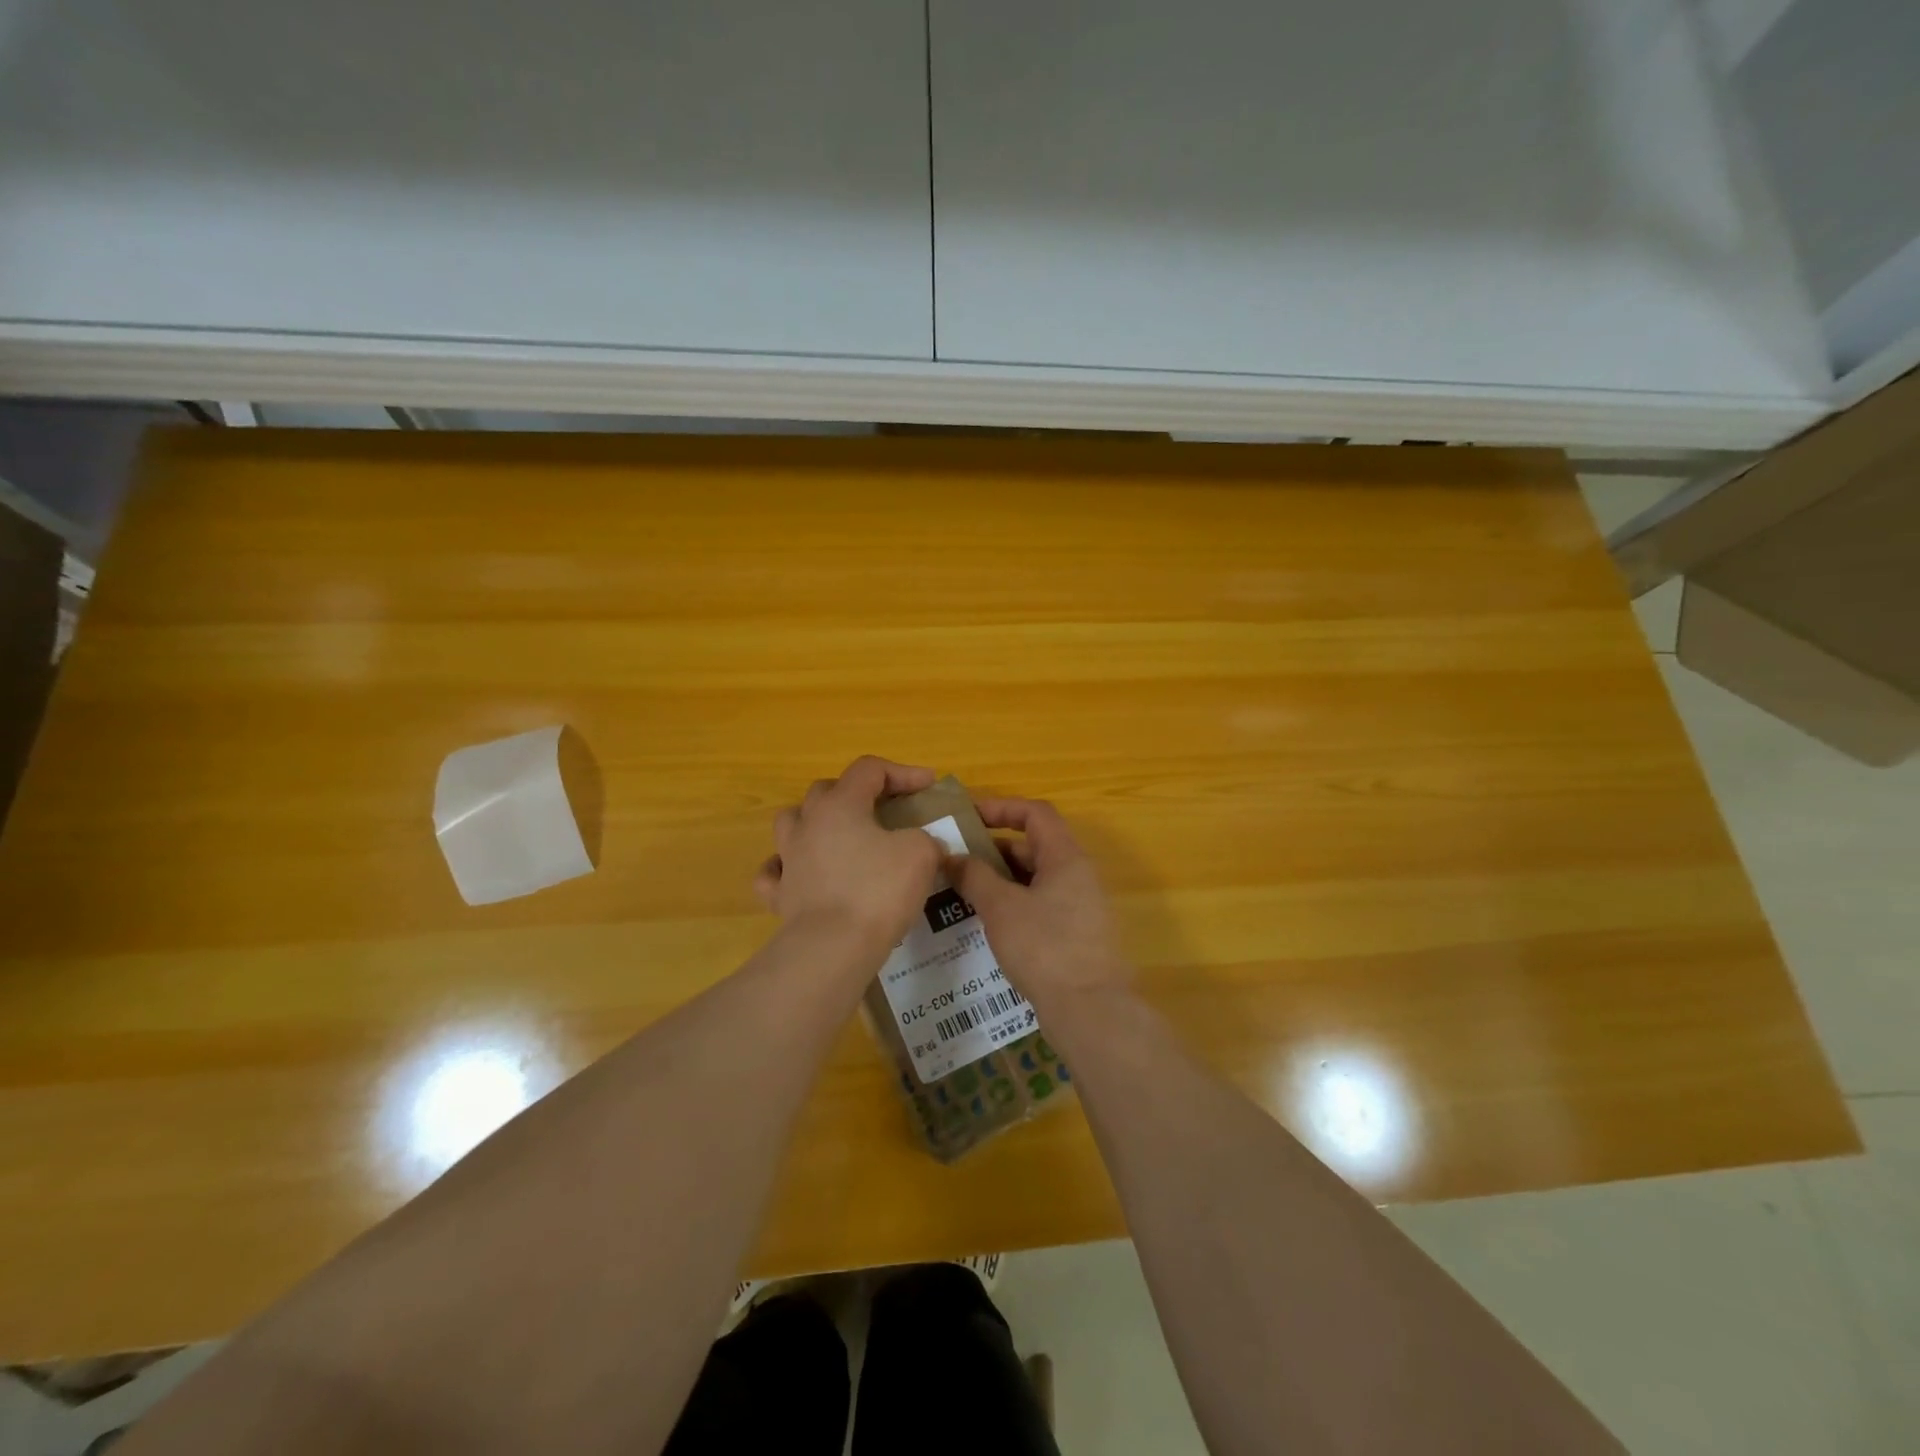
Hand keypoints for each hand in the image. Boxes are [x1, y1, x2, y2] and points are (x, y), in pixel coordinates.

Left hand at [753, 757, 945, 960]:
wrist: (833, 948)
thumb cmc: (878, 891)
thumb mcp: (920, 854)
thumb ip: (925, 839)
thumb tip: (923, 845)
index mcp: (841, 804)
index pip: (869, 769)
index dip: (902, 772)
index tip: (928, 785)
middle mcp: (808, 824)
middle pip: (826, 790)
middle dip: (857, 793)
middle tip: (884, 810)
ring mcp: (788, 859)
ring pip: (791, 823)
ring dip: (815, 823)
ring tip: (839, 837)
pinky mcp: (779, 895)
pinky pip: (774, 873)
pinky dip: (787, 869)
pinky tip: (802, 876)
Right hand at [946, 798, 1131, 1012]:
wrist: (1090, 1010)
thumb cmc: (1045, 948)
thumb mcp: (1001, 908)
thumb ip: (975, 876)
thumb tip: (953, 857)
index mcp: (1066, 858)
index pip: (1036, 813)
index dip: (1002, 808)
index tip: (969, 817)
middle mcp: (1078, 875)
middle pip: (1035, 845)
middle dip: (995, 848)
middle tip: (958, 858)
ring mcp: (1080, 906)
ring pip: (1036, 878)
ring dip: (1002, 878)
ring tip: (964, 889)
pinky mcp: (1076, 934)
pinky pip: (1041, 904)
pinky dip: (1014, 903)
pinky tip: (987, 921)